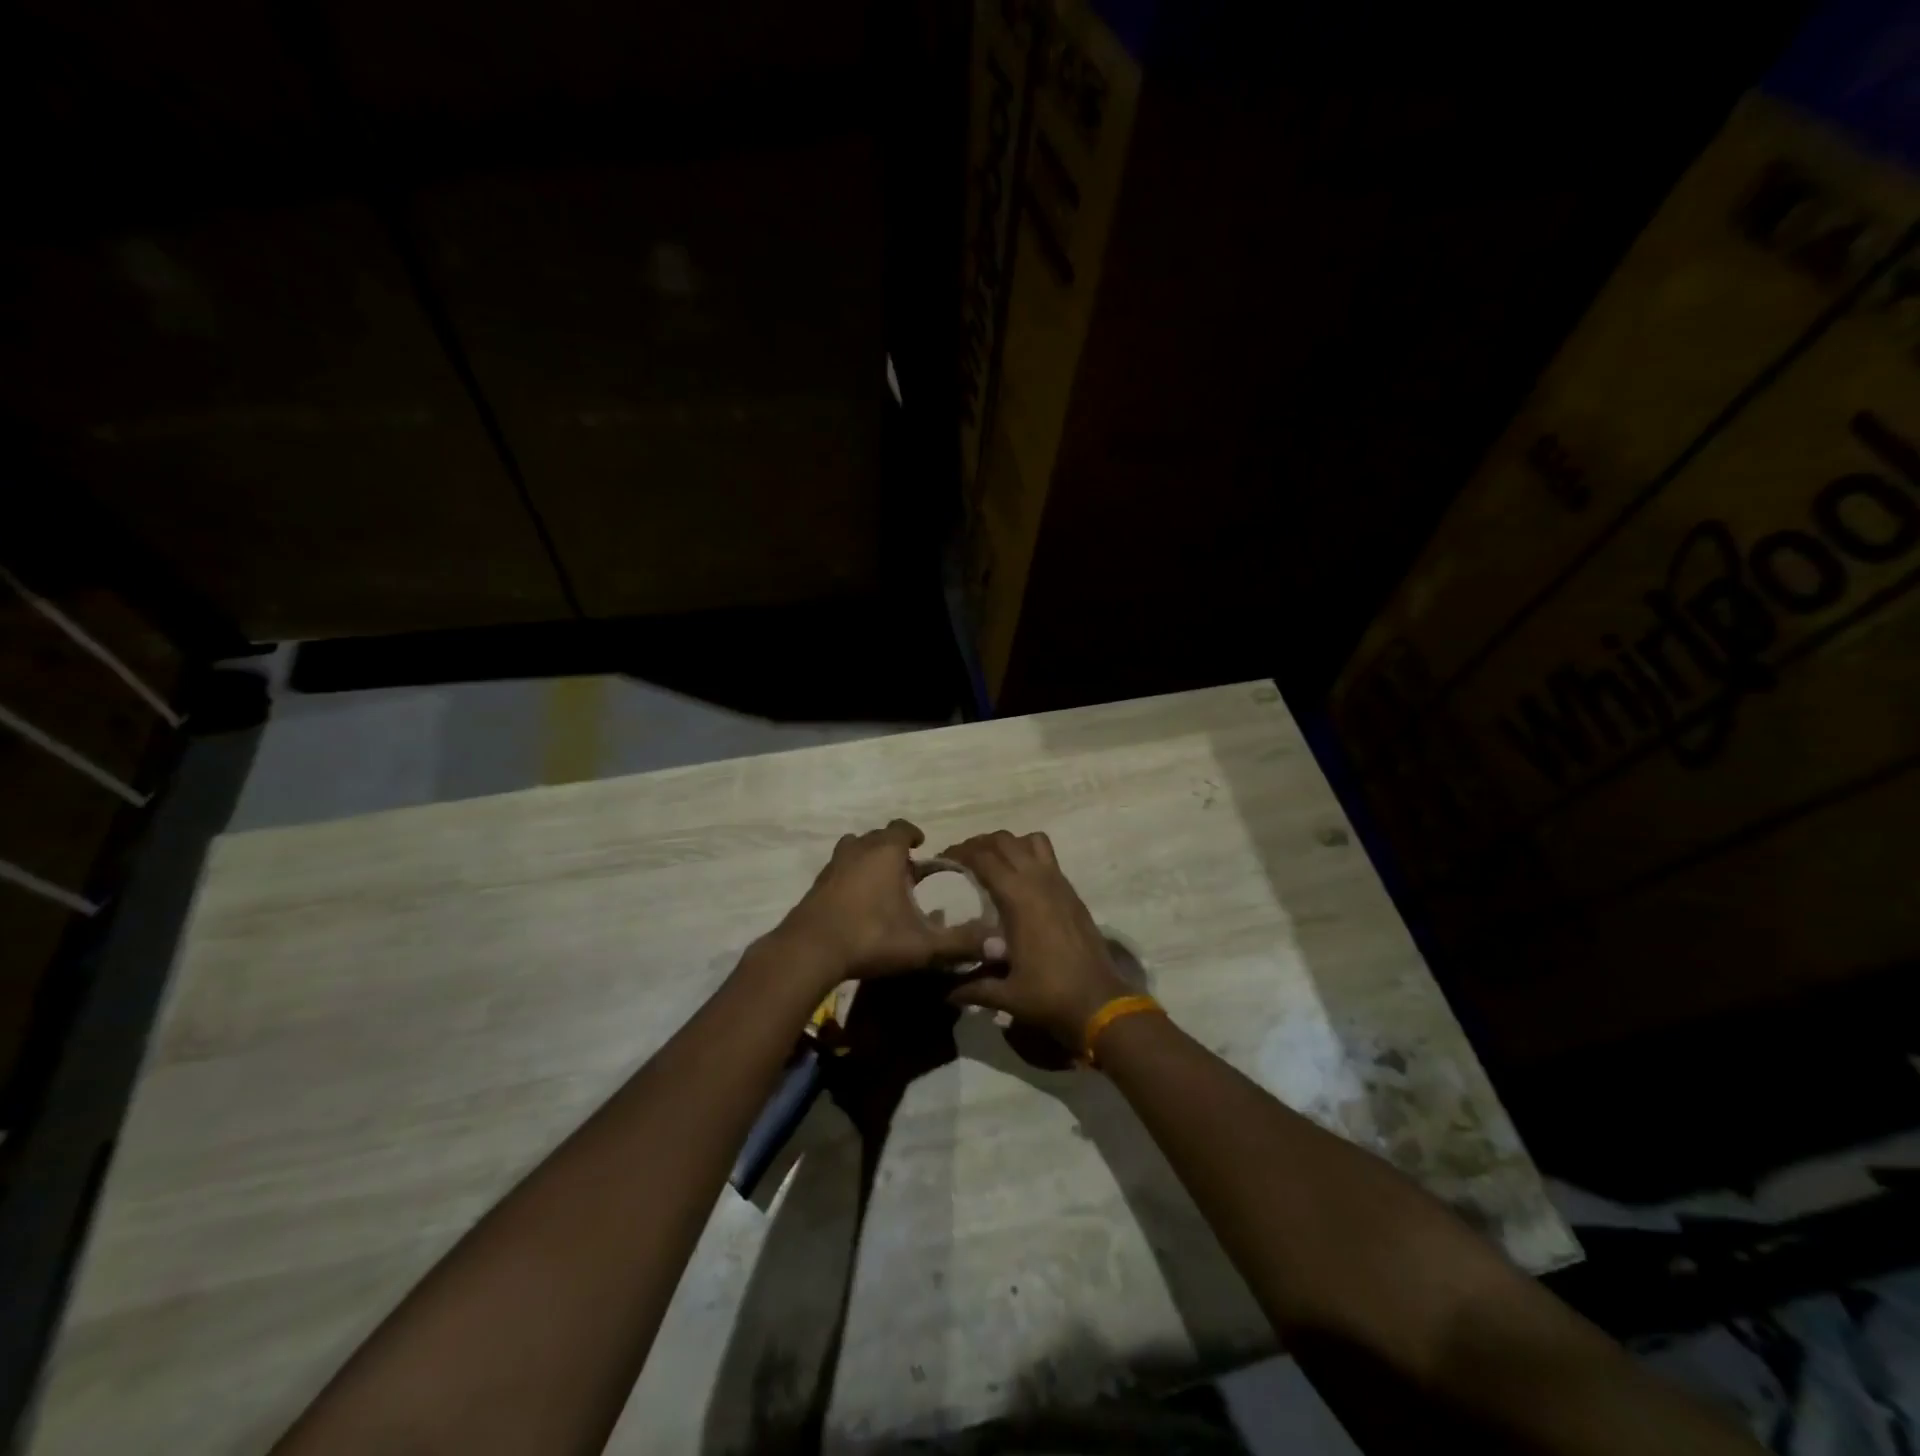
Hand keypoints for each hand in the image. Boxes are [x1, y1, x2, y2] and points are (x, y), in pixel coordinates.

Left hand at [777, 820, 992, 980]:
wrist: (809, 951)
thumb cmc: (870, 937)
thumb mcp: (922, 945)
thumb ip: (960, 943)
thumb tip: (1000, 944)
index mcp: (885, 852)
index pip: (902, 827)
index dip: (914, 834)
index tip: (923, 846)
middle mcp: (858, 850)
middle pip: (877, 836)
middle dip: (893, 848)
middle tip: (907, 870)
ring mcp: (833, 865)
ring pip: (853, 848)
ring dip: (867, 857)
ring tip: (880, 880)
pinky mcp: (816, 884)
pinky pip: (838, 869)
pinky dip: (849, 876)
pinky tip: (856, 902)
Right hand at [939, 831, 1134, 1050]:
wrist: (1100, 1003)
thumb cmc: (1048, 995)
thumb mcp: (1004, 994)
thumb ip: (972, 987)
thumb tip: (945, 992)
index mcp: (1017, 897)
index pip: (982, 857)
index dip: (959, 852)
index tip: (942, 860)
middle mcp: (1038, 880)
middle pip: (1004, 840)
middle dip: (980, 843)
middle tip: (963, 859)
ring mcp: (1059, 883)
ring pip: (1031, 841)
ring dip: (1009, 844)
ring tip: (994, 862)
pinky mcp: (1072, 893)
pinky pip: (1049, 858)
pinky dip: (1029, 855)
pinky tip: (1020, 882)